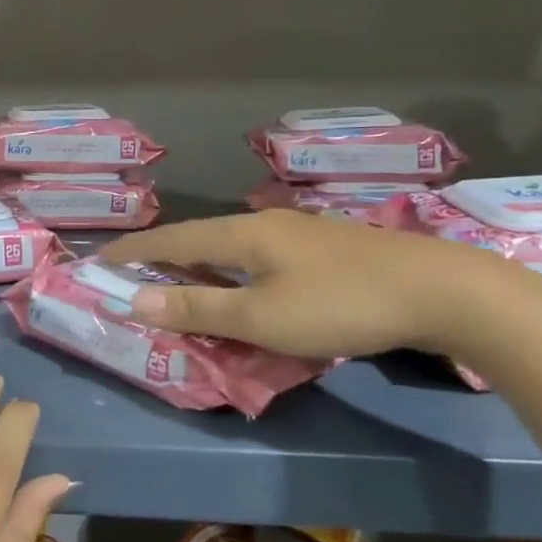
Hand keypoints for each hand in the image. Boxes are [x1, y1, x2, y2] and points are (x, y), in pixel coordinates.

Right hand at [102, 209, 507, 358]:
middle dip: (163, 256)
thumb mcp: (261, 316)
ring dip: (200, 264)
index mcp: (241, 234)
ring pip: (232, 246)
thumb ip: (197, 309)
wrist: (441, 289)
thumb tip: (136, 301)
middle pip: (199, 237)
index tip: (100, 259)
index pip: (171, 239)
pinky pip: (259, 256)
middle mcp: (264, 224)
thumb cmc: (339, 304)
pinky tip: (246, 285)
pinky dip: (234, 271)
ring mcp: (298, 233)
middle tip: (136, 276)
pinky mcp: (326, 248)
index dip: (133, 251)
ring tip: (183, 283)